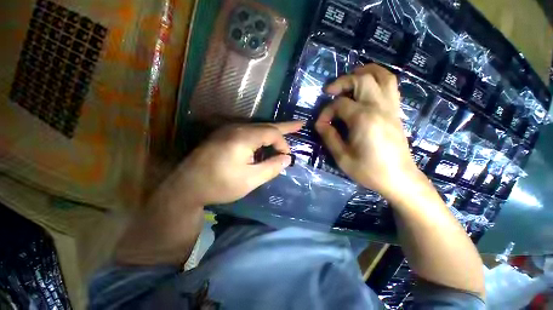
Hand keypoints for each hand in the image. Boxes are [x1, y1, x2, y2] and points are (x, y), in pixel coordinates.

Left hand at [162, 121, 302, 206]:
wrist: (187, 186)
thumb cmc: (220, 185)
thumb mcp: (250, 180)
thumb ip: (271, 167)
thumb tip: (287, 159)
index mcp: (244, 137)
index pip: (272, 133)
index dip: (283, 144)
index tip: (286, 158)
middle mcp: (237, 128)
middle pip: (266, 126)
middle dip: (285, 127)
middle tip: (300, 124)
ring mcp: (229, 130)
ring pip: (258, 128)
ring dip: (273, 131)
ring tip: (288, 130)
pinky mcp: (224, 135)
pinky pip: (249, 132)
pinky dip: (262, 136)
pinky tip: (267, 141)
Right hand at [315, 64, 419, 199]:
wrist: (399, 179)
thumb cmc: (369, 170)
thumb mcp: (342, 157)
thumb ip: (329, 137)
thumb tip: (320, 123)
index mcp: (363, 119)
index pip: (339, 104)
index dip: (326, 112)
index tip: (320, 124)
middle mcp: (379, 107)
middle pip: (362, 79)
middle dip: (342, 81)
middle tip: (329, 91)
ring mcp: (391, 107)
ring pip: (382, 76)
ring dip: (365, 72)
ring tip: (350, 78)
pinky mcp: (396, 112)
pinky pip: (391, 86)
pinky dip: (378, 79)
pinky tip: (367, 87)